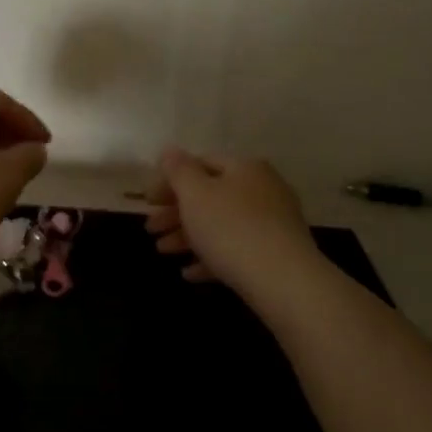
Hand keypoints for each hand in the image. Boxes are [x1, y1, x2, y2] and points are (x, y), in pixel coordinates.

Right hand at [145, 148, 318, 297]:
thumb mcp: (195, 193)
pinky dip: (211, 258)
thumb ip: (178, 169)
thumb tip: (170, 151)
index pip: (200, 163)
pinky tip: (190, 273)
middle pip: (210, 196)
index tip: (147, 201)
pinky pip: (237, 250)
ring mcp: (273, 223)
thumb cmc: (231, 228)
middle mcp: (263, 189)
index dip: (169, 180)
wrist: (283, 281)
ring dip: (188, 236)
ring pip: (221, 224)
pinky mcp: (276, 254)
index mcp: (244, 168)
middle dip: (175, 212)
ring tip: (163, 252)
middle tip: (150, 229)